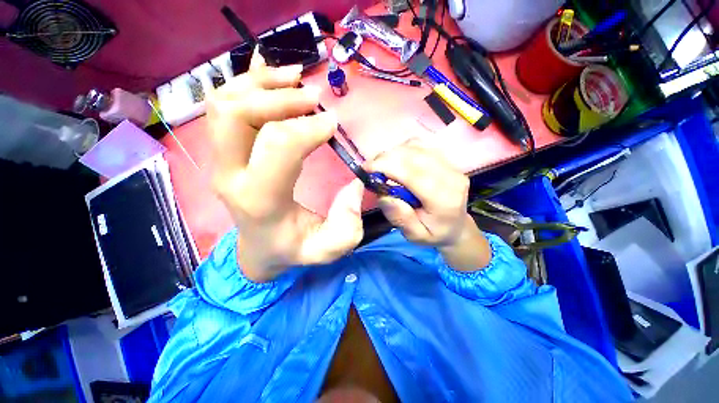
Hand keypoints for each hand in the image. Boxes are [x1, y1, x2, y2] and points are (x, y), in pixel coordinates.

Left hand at [207, 51, 364, 282]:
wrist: (254, 248)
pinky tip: (271, 72)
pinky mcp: (220, 146)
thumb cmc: (287, 247)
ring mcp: (218, 157)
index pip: (277, 143)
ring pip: (223, 102)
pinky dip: (245, 79)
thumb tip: (353, 181)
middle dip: (277, 96)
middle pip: (236, 114)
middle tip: (311, 97)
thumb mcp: (324, 250)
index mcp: (258, 199)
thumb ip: (346, 227)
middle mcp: (229, 173)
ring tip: (293, 78)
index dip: (309, 126)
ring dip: (259, 82)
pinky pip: (221, 102)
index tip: (331, 124)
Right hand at [366, 139, 490, 270]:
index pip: (414, 173)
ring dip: (395, 152)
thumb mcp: (415, 236)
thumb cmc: (434, 233)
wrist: (456, 227)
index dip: (388, 166)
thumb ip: (400, 217)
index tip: (366, 168)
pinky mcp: (449, 159)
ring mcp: (452, 166)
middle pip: (415, 156)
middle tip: (370, 167)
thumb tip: (385, 196)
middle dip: (388, 157)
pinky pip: (423, 146)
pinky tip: (397, 161)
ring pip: (418, 147)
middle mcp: (452, 178)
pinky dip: (405, 149)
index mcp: (444, 200)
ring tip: (383, 165)